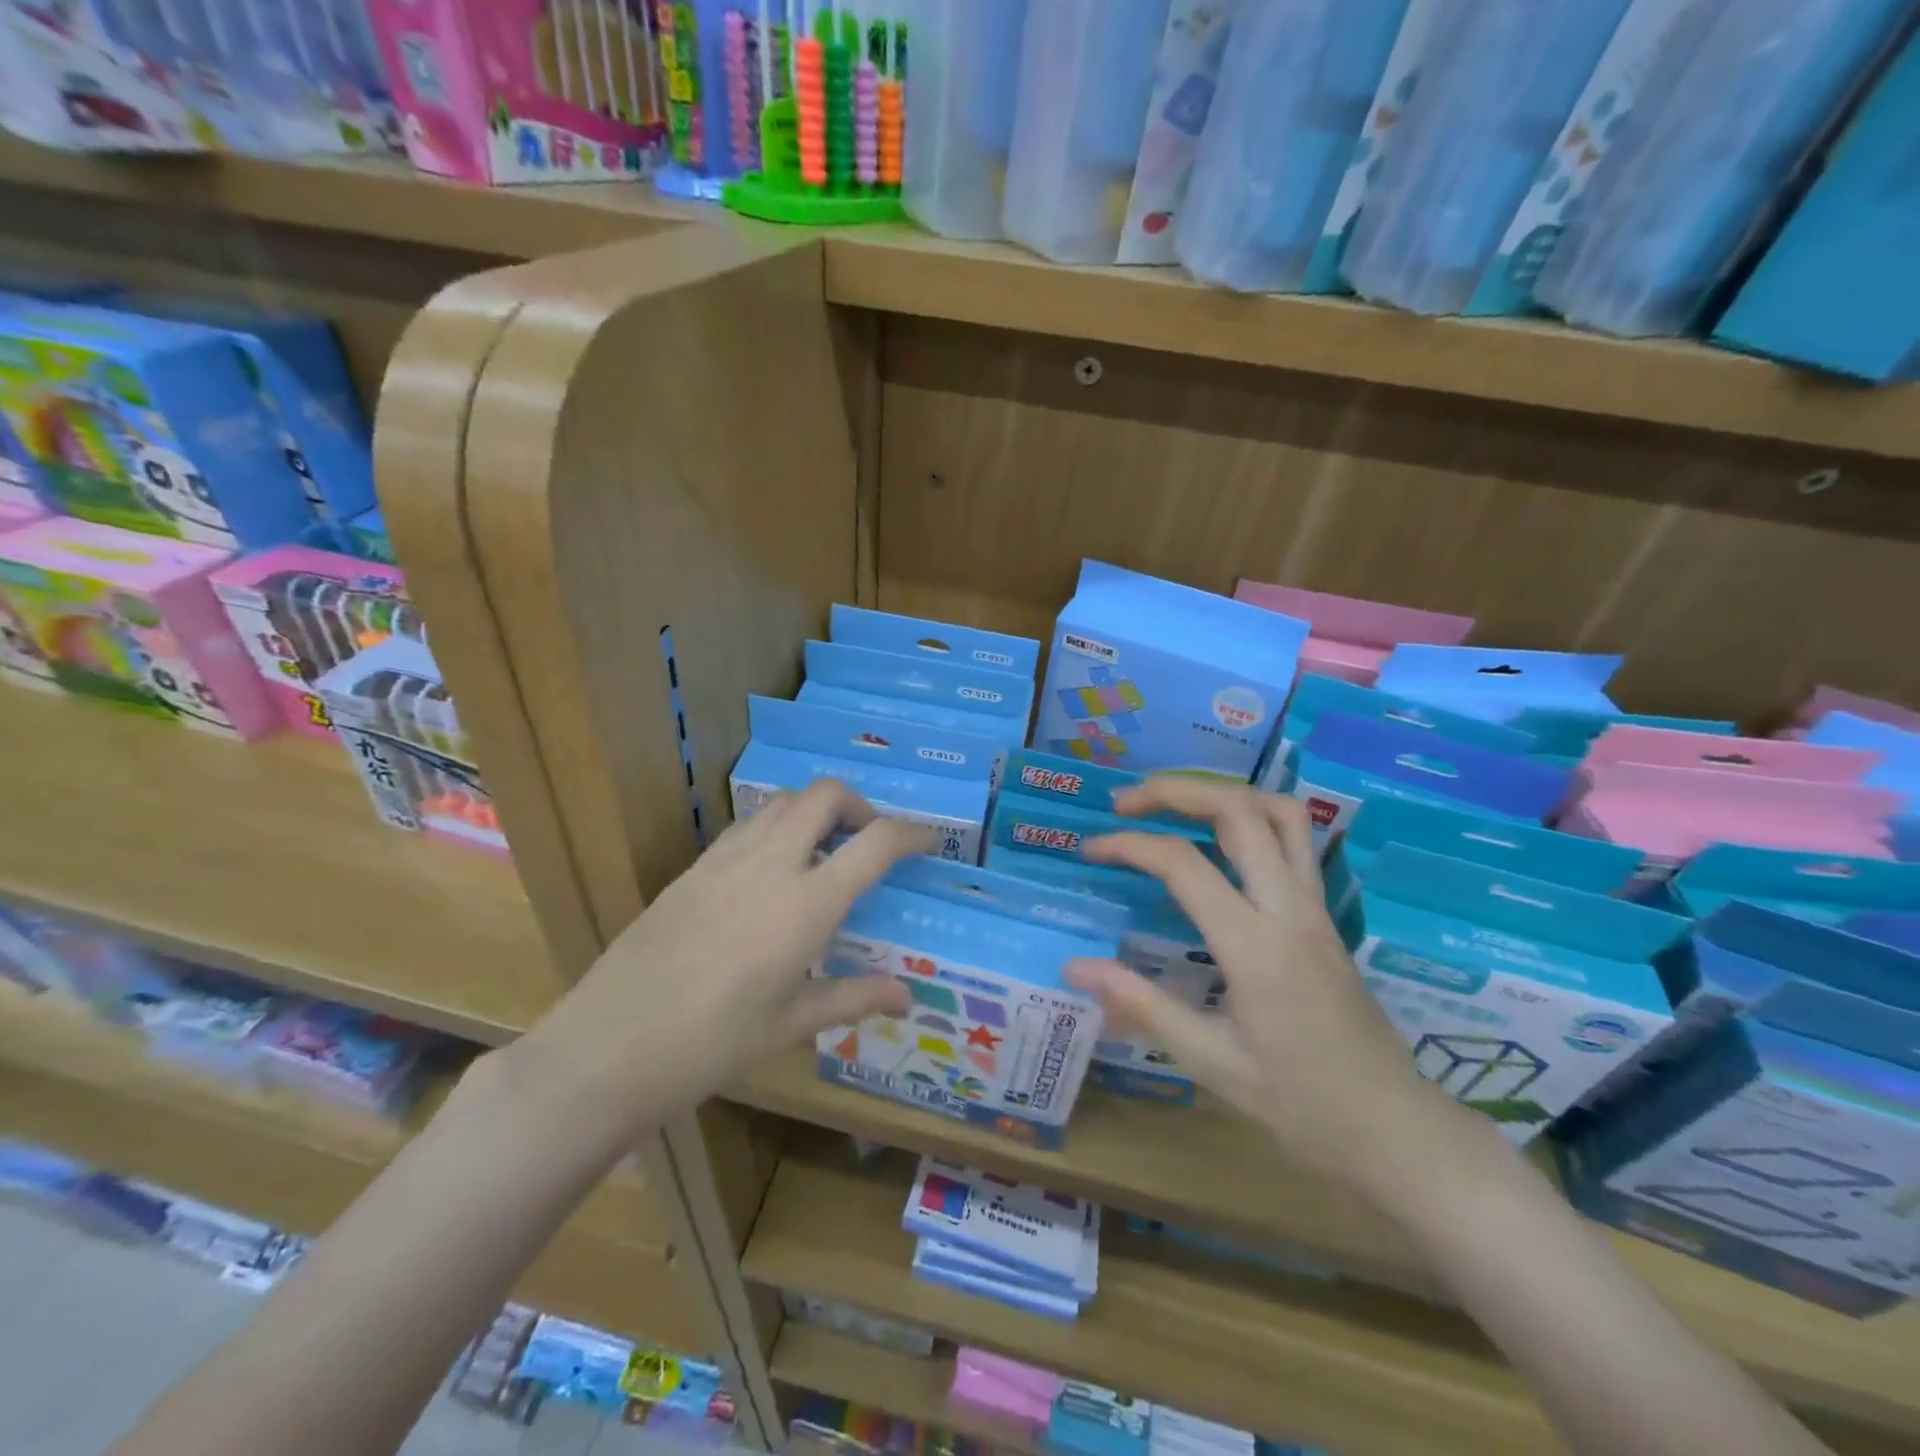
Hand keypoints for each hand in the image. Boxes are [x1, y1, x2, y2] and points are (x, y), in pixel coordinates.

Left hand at [524, 782, 928, 1126]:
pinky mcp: (693, 867)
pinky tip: (771, 871)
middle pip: (825, 794)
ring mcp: (726, 859)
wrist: (610, 1046)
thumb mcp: (792, 1023)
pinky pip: (747, 825)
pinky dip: (775, 827)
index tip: (928, 840)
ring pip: (782, 801)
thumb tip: (908, 997)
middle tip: (868, 840)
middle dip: (859, 805)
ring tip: (822, 851)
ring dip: (814, 810)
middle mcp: (771, 863)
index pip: (875, 842)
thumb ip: (855, 998)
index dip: (912, 832)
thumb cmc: (713, 1043)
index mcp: (807, 902)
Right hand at [1066, 780, 1465, 1197]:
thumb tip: (1075, 966)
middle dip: (1175, 791)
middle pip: (1238, 812)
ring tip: (1176, 804)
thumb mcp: (1212, 1062)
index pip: (1183, 864)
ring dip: (1222, 794)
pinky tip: (1222, 839)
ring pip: (1280, 813)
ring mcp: (1316, 908)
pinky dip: (1253, 817)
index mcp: (1256, 947)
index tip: (1090, 848)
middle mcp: (1290, 910)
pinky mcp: (1326, 916)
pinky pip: (1296, 841)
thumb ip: (1142, 1005)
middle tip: (1126, 803)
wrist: (1397, 1133)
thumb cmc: (1302, 1106)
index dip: (1129, 845)